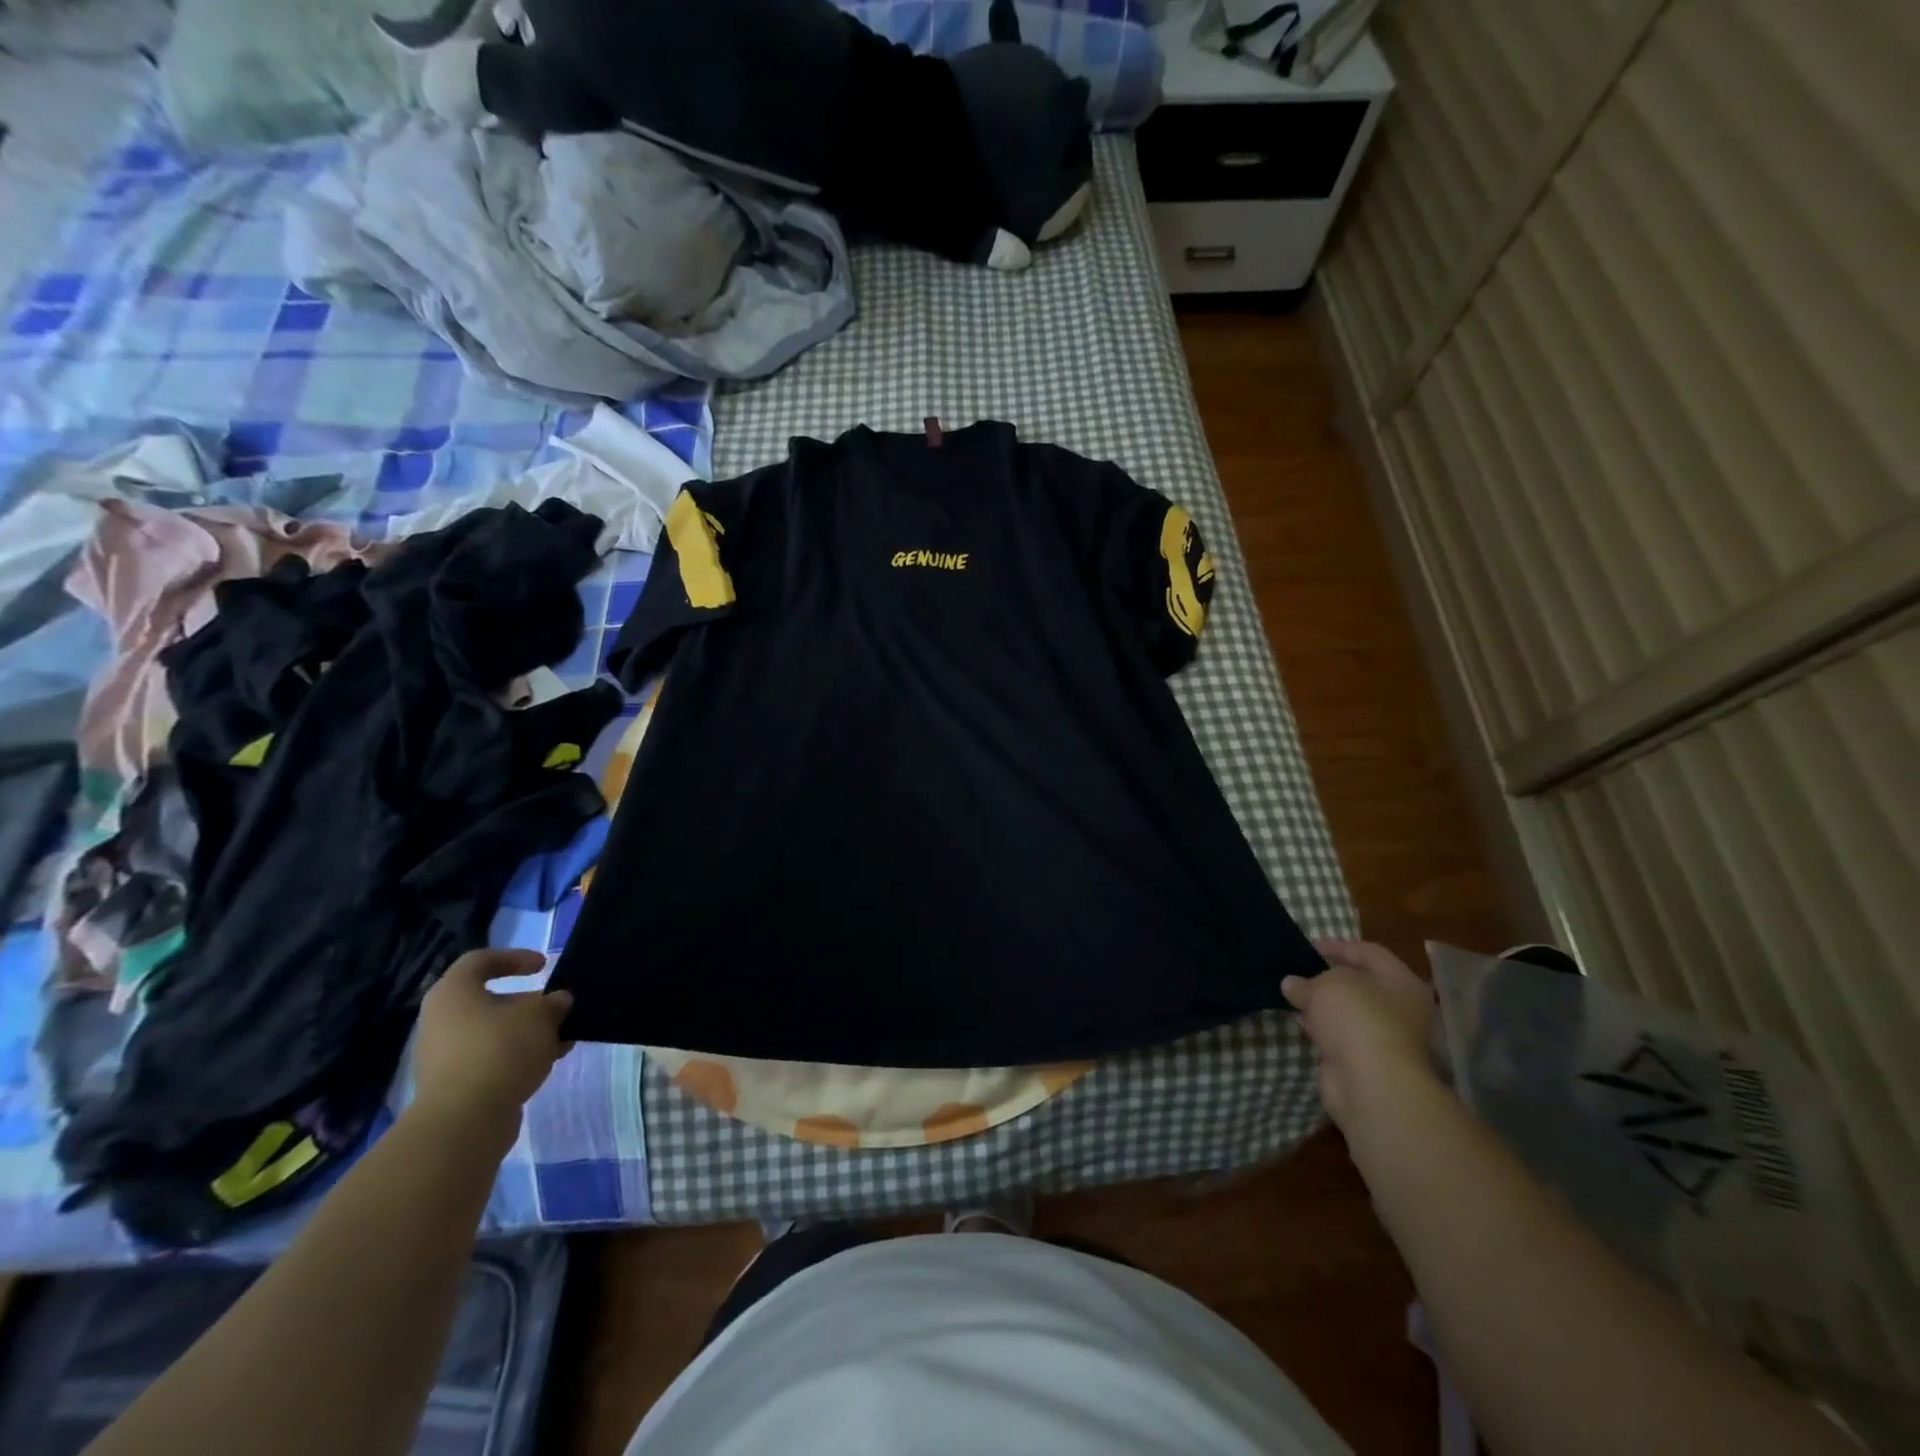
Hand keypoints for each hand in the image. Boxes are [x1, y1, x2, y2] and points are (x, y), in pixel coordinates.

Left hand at [411, 949, 572, 1134]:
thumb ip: (554, 1002)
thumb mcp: (540, 1016)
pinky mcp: (455, 1084)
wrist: (464, 1121)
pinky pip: (491, 1058)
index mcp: (454, 993)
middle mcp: (442, 1020)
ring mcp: (445, 1055)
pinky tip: (548, 1061)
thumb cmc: (500, 1050)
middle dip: (529, 1003)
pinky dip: (519, 1056)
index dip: (515, 957)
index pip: (480, 960)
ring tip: (562, 1038)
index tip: (543, 967)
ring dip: (528, 1032)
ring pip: (494, 1032)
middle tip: (558, 1008)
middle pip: (491, 1000)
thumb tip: (558, 1001)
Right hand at [1285, 939, 1437, 1129]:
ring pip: (1346, 1012)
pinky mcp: (1362, 1060)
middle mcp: (1399, 1009)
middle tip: (1297, 970)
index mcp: (1402, 983)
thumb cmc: (1357, 1018)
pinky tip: (1298, 1020)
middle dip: (1327, 977)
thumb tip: (1292, 984)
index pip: (1369, 953)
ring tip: (1290, 993)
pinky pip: (1337, 1035)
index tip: (1308, 946)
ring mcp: (1381, 1037)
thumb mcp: (1326, 984)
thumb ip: (1307, 980)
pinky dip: (1319, 1027)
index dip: (1339, 946)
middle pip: (1359, 984)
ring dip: (1321, 1004)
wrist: (1368, 1083)